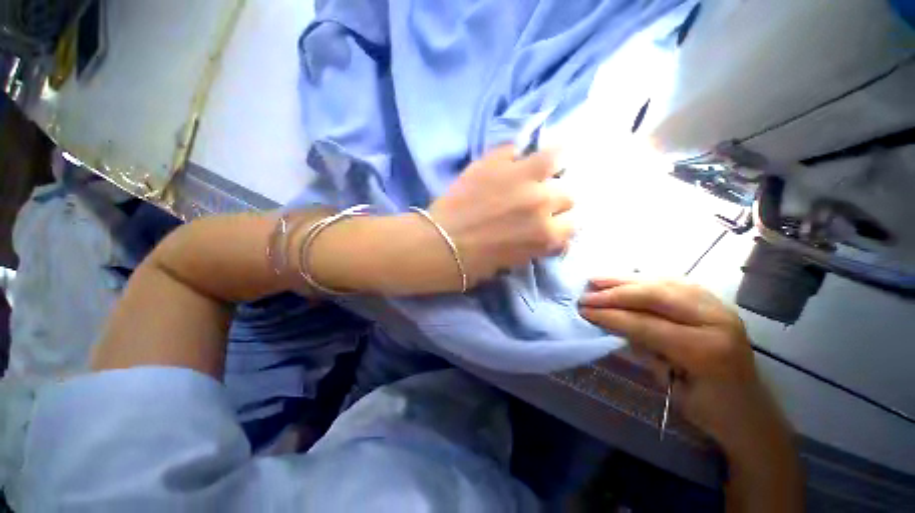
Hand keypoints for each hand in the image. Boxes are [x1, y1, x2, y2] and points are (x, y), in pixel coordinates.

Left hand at [428, 146, 573, 286]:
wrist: (442, 245)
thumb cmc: (477, 262)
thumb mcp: (518, 260)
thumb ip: (541, 243)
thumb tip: (554, 232)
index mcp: (546, 234)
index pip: (574, 223)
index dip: (562, 222)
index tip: (554, 220)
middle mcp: (542, 202)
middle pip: (568, 193)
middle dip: (557, 198)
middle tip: (541, 199)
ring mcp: (520, 177)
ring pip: (556, 157)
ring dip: (552, 164)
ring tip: (539, 168)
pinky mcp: (495, 161)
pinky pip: (515, 148)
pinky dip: (513, 155)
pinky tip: (507, 162)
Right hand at [578, 279, 791, 460]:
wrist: (749, 410)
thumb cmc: (707, 408)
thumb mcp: (669, 385)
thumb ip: (642, 348)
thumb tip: (610, 322)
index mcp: (706, 349)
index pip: (647, 324)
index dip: (611, 315)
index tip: (584, 311)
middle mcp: (716, 320)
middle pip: (656, 295)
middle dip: (615, 293)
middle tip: (586, 293)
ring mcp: (718, 306)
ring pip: (664, 282)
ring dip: (626, 280)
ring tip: (598, 279)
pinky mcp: (714, 302)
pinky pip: (674, 282)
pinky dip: (645, 279)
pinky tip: (626, 279)